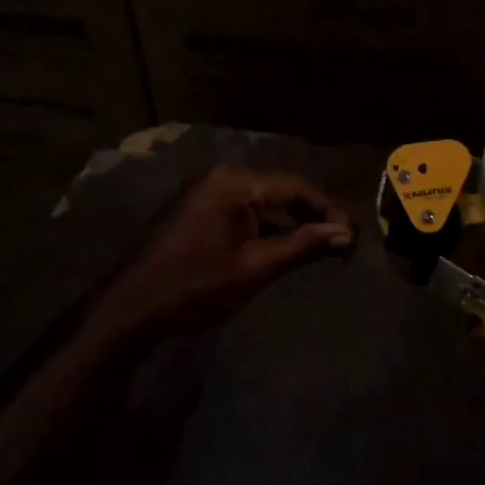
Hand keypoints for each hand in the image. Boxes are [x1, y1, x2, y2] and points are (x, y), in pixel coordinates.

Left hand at [95, 166, 352, 339]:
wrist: (133, 307)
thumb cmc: (196, 286)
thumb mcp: (256, 268)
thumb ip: (303, 246)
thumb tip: (347, 235)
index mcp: (236, 183)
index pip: (296, 186)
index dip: (328, 210)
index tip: (351, 236)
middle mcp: (222, 176)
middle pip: (281, 188)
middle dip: (312, 213)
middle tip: (340, 240)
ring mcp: (208, 191)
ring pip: (263, 199)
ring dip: (290, 220)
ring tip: (318, 244)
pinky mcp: (200, 208)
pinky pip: (244, 208)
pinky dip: (266, 225)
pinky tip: (282, 246)